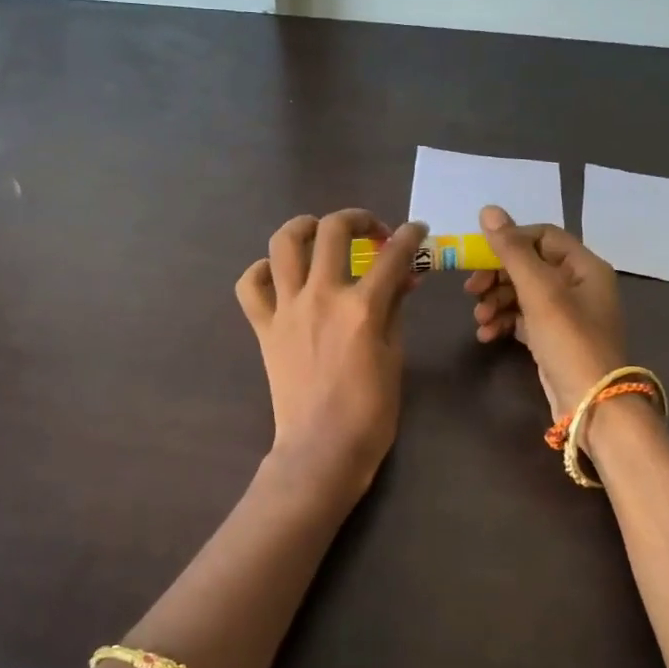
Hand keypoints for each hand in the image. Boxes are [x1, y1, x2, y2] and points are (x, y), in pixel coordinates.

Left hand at [236, 210, 427, 497]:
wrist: (322, 449)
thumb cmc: (370, 411)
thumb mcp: (395, 356)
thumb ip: (396, 309)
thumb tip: (403, 276)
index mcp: (362, 308)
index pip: (393, 255)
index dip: (411, 236)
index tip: (418, 231)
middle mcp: (321, 296)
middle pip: (333, 231)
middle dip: (358, 219)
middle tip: (373, 232)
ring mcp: (287, 309)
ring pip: (283, 244)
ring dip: (304, 227)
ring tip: (320, 232)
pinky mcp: (264, 327)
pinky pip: (250, 285)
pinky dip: (262, 270)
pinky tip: (279, 274)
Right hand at [466, 204, 626, 416]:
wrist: (590, 404)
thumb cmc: (569, 340)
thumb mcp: (539, 291)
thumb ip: (512, 250)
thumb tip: (488, 211)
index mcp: (584, 266)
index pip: (543, 236)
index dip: (510, 241)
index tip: (479, 256)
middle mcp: (578, 285)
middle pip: (529, 265)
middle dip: (497, 277)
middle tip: (470, 290)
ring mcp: (566, 314)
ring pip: (522, 293)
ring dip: (495, 302)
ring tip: (479, 320)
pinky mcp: (552, 338)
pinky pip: (522, 319)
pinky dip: (503, 322)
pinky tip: (487, 335)